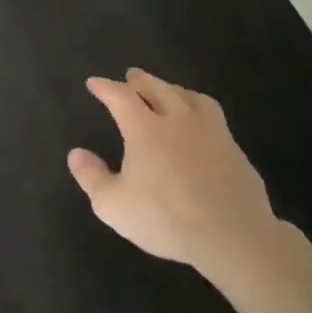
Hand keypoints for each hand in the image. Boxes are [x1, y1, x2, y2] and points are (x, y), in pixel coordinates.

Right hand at [67, 68, 279, 268]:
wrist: (232, 236)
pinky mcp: (235, 150)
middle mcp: (178, 121)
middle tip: (131, 76)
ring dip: (174, 89)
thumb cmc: (165, 219)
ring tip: (169, 91)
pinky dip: (199, 110)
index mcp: (145, 129)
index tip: (94, 83)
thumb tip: (76, 153)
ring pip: (191, 98)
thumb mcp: (112, 205)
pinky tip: (200, 124)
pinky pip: (214, 117)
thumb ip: (91, 176)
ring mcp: (211, 133)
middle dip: (141, 80)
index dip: (105, 87)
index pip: (120, 97)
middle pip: (158, 88)